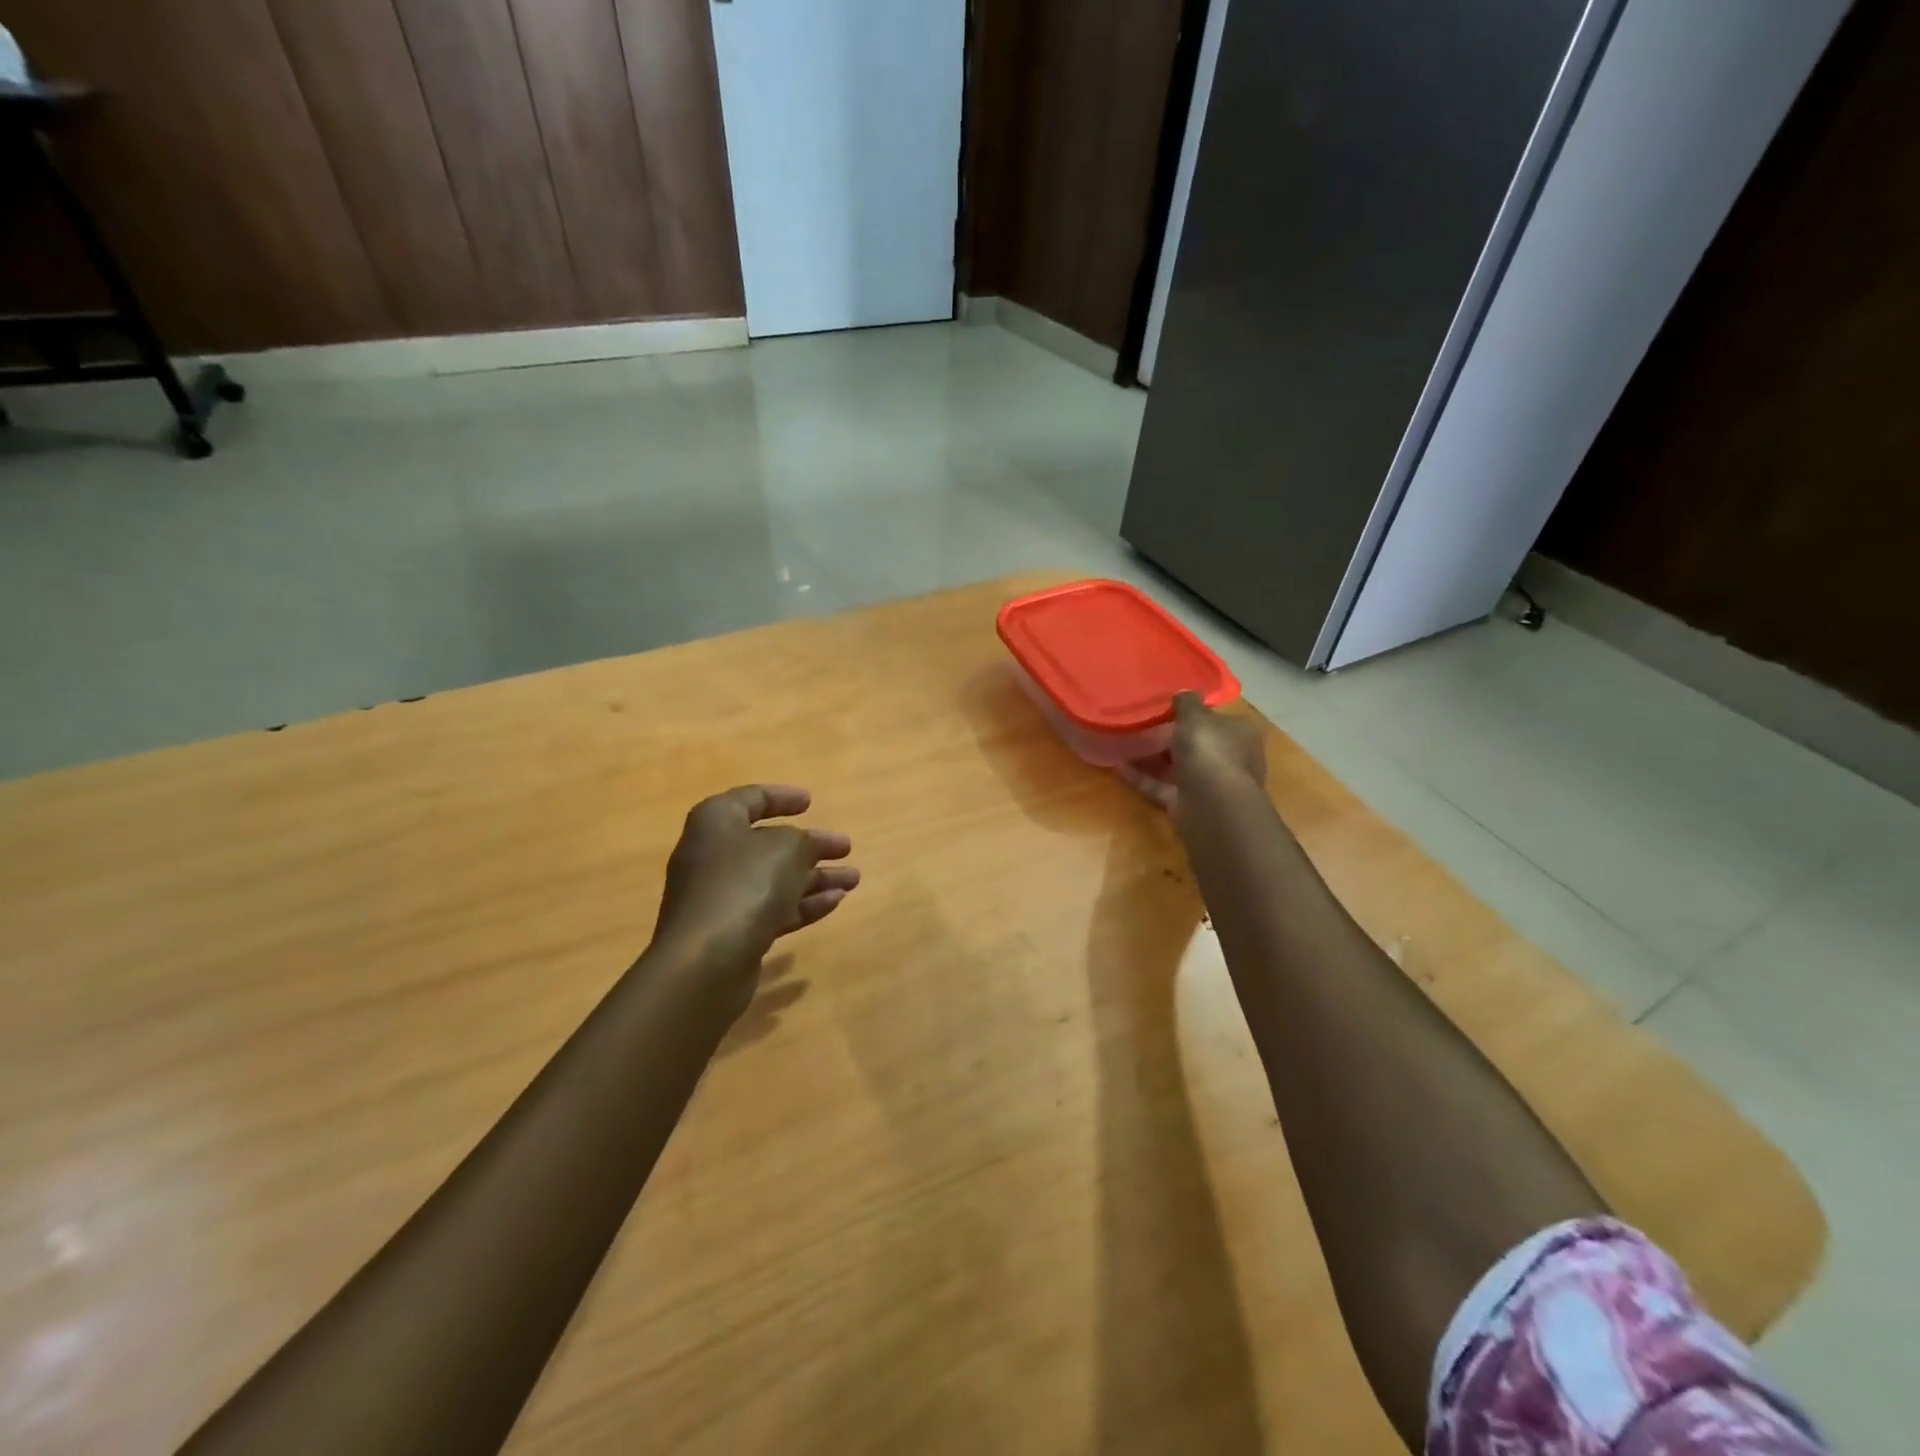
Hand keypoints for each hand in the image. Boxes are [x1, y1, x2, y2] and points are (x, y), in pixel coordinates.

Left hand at [651, 786, 858, 981]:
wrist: (705, 961)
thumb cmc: (745, 885)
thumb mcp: (787, 848)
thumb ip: (804, 841)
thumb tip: (805, 848)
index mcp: (717, 822)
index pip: (751, 799)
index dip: (782, 797)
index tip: (810, 802)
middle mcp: (713, 855)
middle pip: (767, 843)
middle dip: (810, 846)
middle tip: (844, 847)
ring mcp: (720, 896)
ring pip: (774, 879)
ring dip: (814, 877)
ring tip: (854, 879)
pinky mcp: (730, 932)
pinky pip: (772, 909)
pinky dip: (802, 904)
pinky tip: (835, 903)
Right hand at [1120, 691, 1265, 811]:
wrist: (1211, 804)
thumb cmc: (1209, 751)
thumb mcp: (1195, 716)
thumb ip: (1187, 702)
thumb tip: (1183, 692)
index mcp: (1239, 734)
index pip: (1217, 719)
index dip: (1195, 713)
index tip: (1168, 707)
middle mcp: (1228, 759)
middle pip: (1197, 744)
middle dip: (1173, 736)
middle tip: (1142, 723)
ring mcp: (1208, 784)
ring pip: (1178, 767)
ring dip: (1154, 757)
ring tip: (1126, 742)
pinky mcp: (1186, 804)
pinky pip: (1160, 786)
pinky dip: (1141, 777)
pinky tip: (1117, 765)